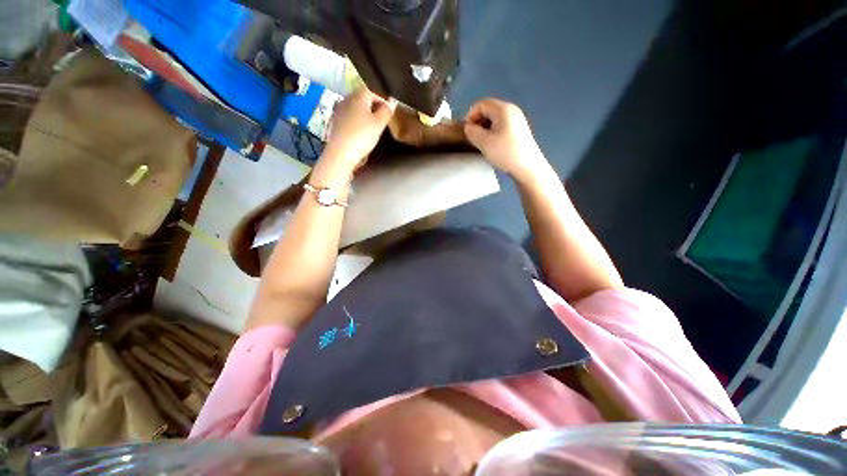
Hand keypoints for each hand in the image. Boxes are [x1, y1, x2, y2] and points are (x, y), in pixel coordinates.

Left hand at [321, 88, 393, 174]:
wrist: (341, 153)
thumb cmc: (362, 136)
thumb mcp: (379, 124)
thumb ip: (386, 111)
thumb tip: (390, 103)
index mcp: (358, 96)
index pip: (372, 90)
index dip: (383, 98)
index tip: (390, 109)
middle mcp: (347, 99)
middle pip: (363, 97)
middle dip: (374, 104)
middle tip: (383, 116)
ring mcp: (339, 111)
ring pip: (356, 107)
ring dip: (365, 112)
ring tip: (373, 124)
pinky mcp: (336, 122)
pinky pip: (350, 116)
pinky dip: (358, 120)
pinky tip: (362, 130)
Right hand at [464, 99, 547, 181]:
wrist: (527, 167)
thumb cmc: (505, 153)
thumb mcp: (484, 143)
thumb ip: (472, 132)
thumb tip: (468, 127)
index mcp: (503, 109)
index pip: (481, 104)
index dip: (470, 115)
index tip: (466, 131)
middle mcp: (511, 109)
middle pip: (489, 109)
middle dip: (477, 121)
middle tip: (473, 137)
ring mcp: (517, 119)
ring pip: (495, 118)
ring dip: (484, 127)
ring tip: (481, 142)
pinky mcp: (519, 129)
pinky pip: (501, 124)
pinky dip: (493, 131)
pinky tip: (492, 144)